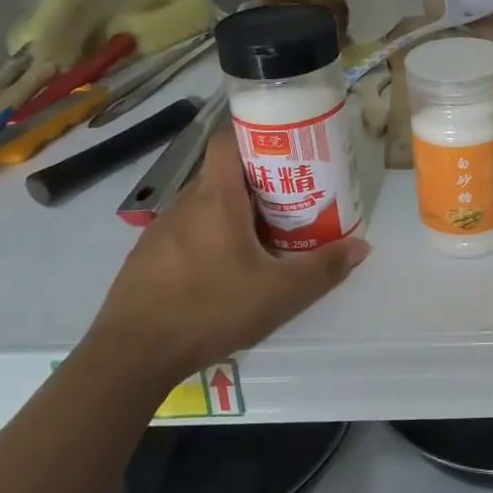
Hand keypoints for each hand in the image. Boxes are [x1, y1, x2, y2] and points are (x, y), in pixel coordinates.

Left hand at [86, 124, 368, 387]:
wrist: (129, 356)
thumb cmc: (209, 309)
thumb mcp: (280, 294)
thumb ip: (324, 268)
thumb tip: (362, 246)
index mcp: (216, 199)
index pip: (228, 141)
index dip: (256, 136)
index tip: (286, 149)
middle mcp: (185, 204)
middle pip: (222, 174)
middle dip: (257, 181)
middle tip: (289, 200)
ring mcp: (159, 231)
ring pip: (203, 205)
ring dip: (232, 212)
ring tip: (262, 236)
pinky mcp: (145, 258)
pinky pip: (185, 231)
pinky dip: (208, 237)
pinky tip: (224, 270)